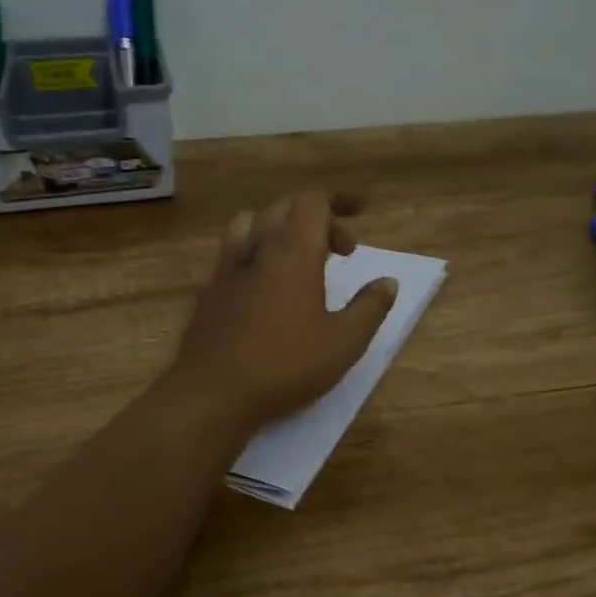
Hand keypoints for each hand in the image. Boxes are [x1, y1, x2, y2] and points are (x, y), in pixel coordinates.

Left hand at [167, 191, 397, 432]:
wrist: (213, 394)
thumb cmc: (286, 365)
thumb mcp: (344, 343)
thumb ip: (370, 308)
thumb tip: (387, 283)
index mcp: (292, 253)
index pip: (313, 203)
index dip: (338, 202)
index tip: (360, 215)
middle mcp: (256, 250)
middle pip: (283, 209)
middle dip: (315, 217)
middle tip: (341, 249)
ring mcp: (226, 270)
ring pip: (249, 224)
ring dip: (277, 228)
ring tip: (296, 256)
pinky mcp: (208, 293)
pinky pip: (230, 255)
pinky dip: (252, 254)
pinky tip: (262, 287)